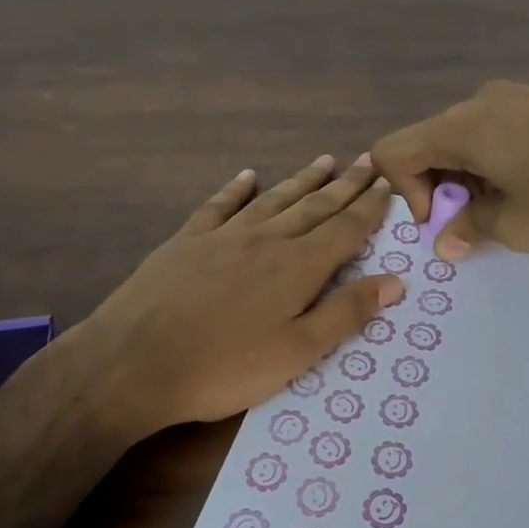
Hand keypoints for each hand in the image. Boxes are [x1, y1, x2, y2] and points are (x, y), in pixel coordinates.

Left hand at [70, 155, 402, 440]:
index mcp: (297, 267)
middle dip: (346, 185)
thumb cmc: (224, 367)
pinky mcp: (188, 241)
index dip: (370, 208)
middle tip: (368, 161)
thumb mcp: (297, 353)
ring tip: (326, 161)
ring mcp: (224, 236)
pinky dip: (237, 189)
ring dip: (303, 181)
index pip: (345, 229)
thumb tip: (395, 281)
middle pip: (315, 207)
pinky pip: (220, 206)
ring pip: (274, 200)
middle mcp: (266, 240)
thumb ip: (346, 314)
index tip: (388, 185)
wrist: (133, 363)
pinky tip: (248, 176)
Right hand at [374, 81, 528, 257]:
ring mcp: (512, 96)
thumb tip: (446, 240)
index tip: (447, 220)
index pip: (393, 152)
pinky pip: (496, 131)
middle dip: (441, 191)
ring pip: (465, 141)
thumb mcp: (517, 226)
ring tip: (514, 207)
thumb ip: (470, 230)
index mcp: (459, 128)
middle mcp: (476, 103)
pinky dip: (497, 162)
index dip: (405, 195)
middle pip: (429, 146)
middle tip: (480, 223)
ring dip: (471, 179)